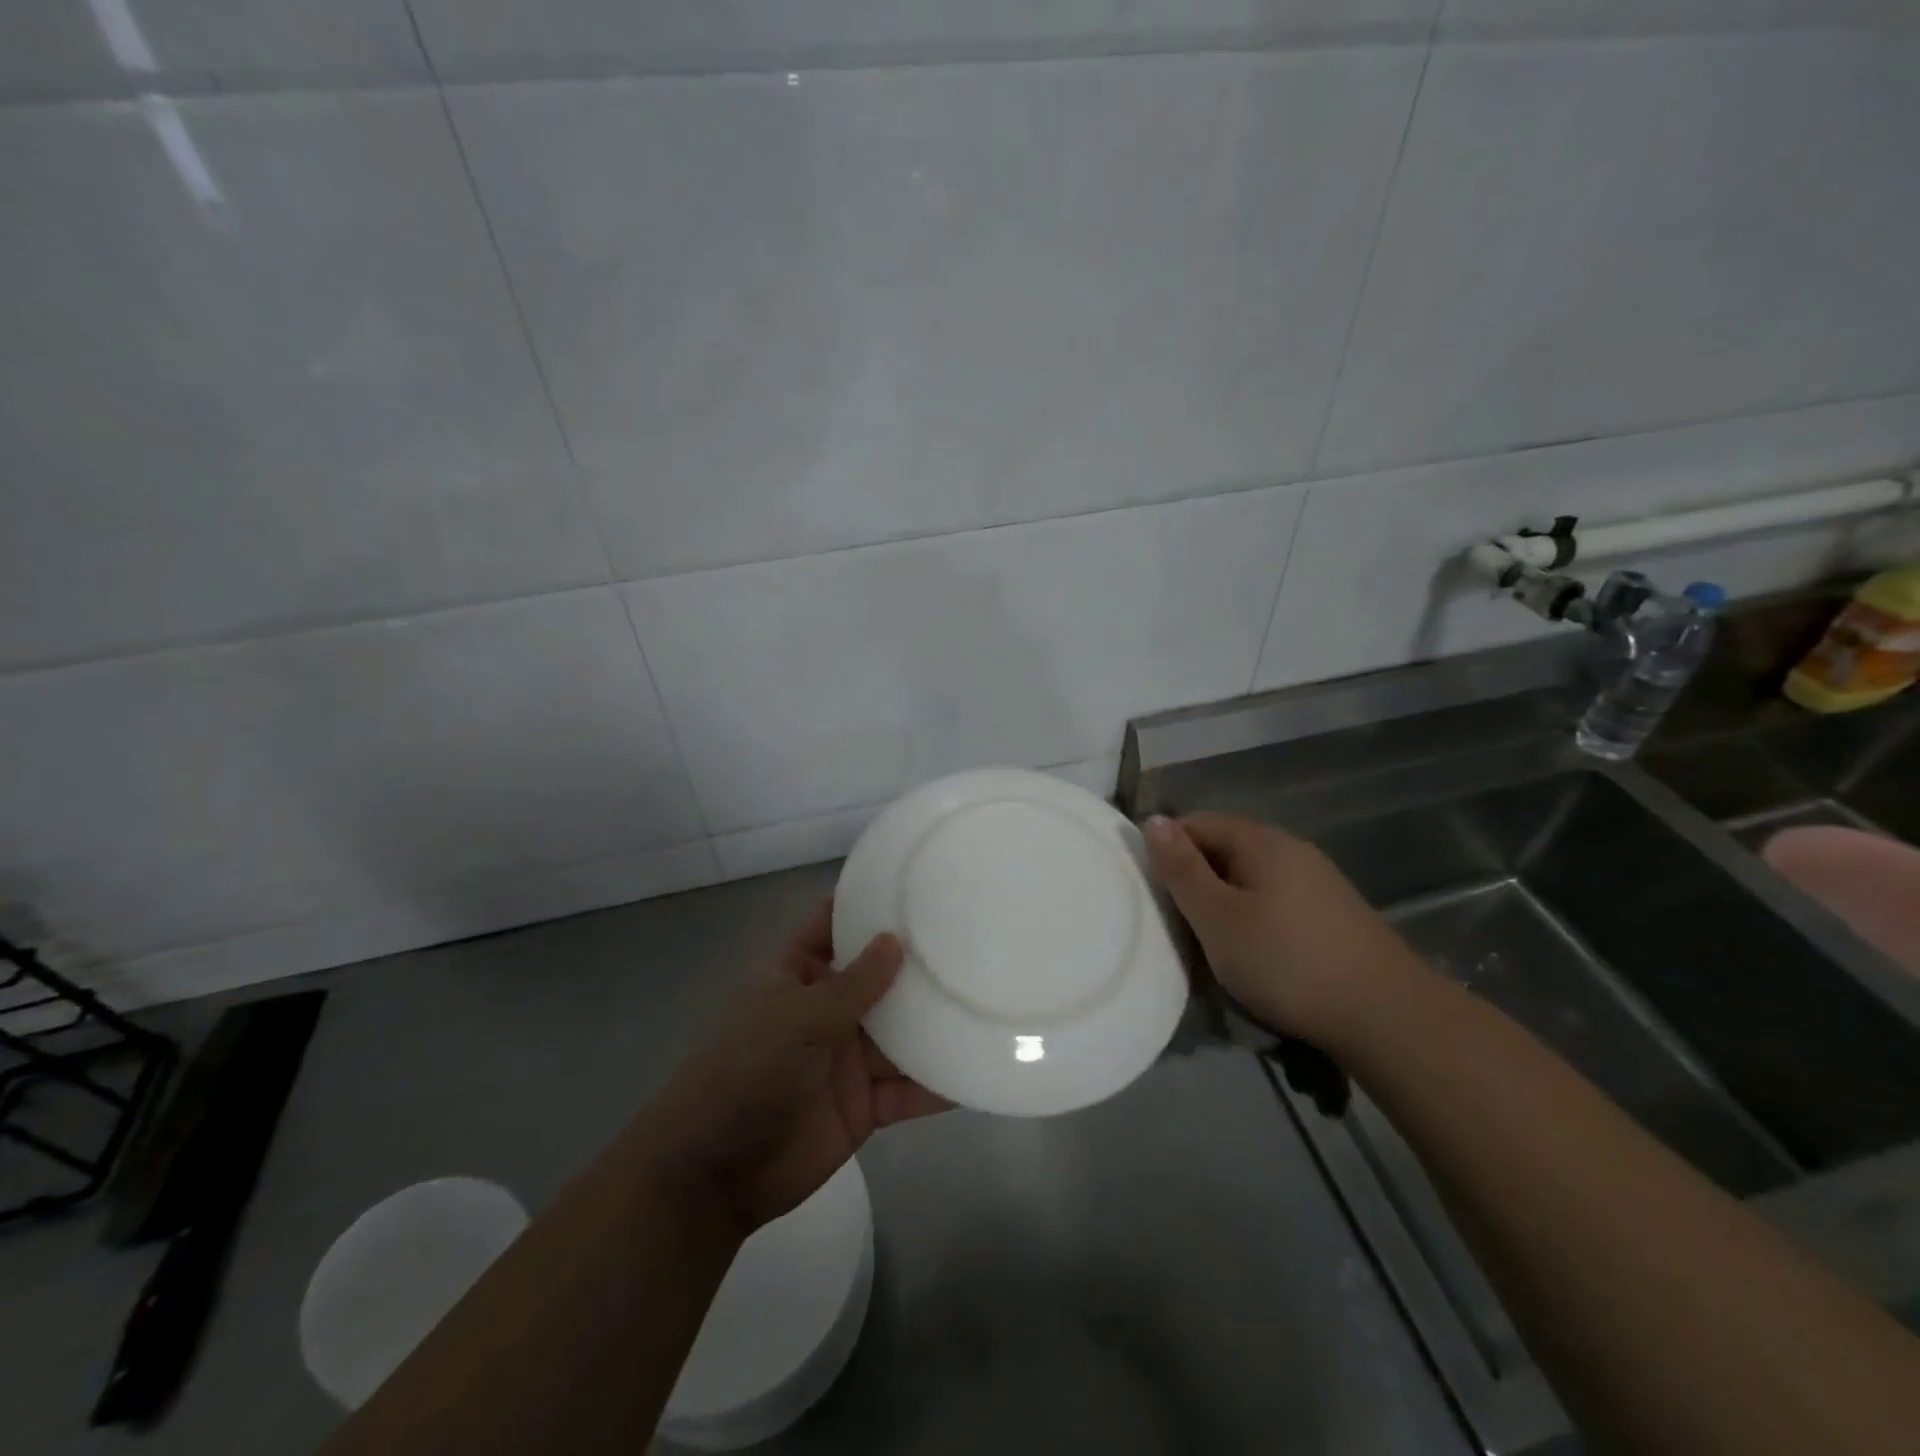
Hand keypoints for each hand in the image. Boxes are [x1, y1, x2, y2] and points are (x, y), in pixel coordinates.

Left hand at [644, 900, 948, 1235]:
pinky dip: (937, 1083)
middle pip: (878, 979)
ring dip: (934, 1022)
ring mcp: (848, 1059)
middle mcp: (827, 1010)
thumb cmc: (748, 1072)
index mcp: (799, 977)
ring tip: (986, 998)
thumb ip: (852, 986)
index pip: (832, 927)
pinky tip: (977, 1068)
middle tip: (973, 936)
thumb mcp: (798, 1018)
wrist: (716, 1173)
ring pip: (901, 1034)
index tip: (912, 882)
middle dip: (916, 963)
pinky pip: (907, 1089)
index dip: (864, 904)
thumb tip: (895, 940)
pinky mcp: (865, 1106)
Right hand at [1144, 811, 1423, 1045]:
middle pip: (1223, 850)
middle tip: (1176, 925)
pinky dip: (1253, 920)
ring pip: (1249, 880)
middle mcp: (1291, 849)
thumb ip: (1181, 869)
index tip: (1152, 893)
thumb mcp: (1217, 917)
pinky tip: (1254, 955)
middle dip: (1194, 882)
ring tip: (1210, 945)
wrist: (1387, 1017)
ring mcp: (1317, 881)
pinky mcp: (1332, 914)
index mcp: (1260, 840)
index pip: (1195, 823)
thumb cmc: (1286, 961)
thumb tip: (1153, 820)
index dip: (1166, 851)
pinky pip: (1275, 902)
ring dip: (1223, 905)